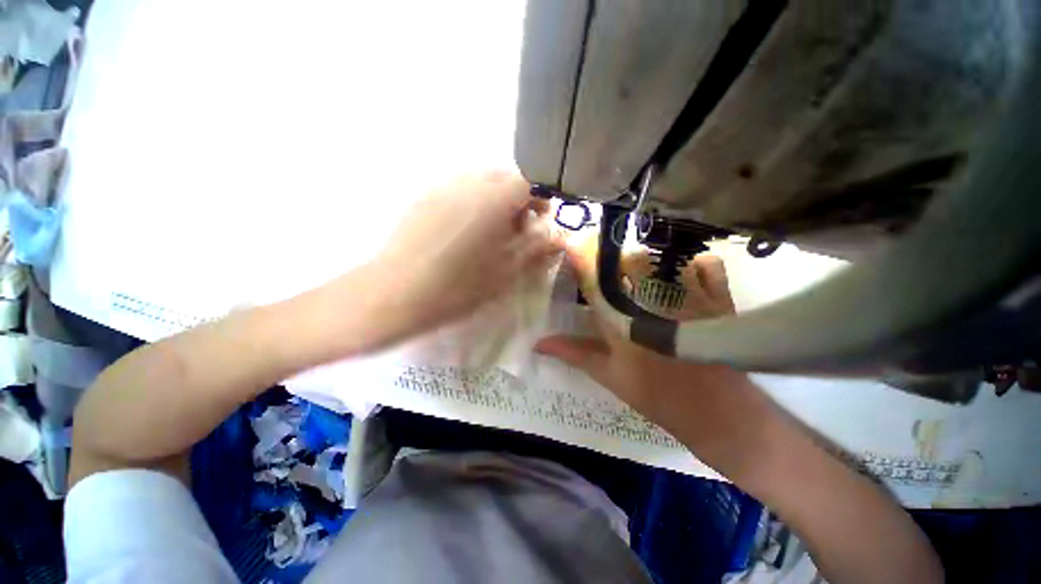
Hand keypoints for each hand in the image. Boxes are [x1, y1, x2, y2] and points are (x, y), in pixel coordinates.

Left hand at [374, 171, 561, 336]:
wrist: (396, 294)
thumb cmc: (459, 286)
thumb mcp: (507, 271)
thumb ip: (537, 247)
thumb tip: (558, 235)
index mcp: (493, 198)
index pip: (528, 182)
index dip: (540, 199)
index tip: (542, 221)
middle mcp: (468, 182)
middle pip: (504, 178)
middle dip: (518, 199)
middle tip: (518, 230)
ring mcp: (441, 186)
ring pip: (480, 182)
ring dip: (495, 200)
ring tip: (492, 233)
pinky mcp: (423, 197)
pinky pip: (458, 190)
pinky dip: (472, 203)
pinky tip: (465, 232)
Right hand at [535, 236, 764, 469]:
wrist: (720, 415)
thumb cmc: (657, 396)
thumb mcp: (609, 375)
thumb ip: (574, 352)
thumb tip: (538, 344)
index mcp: (621, 317)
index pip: (594, 273)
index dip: (578, 252)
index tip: (567, 244)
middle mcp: (653, 297)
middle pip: (626, 257)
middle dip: (612, 259)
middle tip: (607, 273)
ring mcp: (689, 293)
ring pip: (662, 256)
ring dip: (646, 261)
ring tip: (641, 277)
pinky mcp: (718, 295)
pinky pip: (703, 263)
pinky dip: (690, 264)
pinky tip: (681, 279)